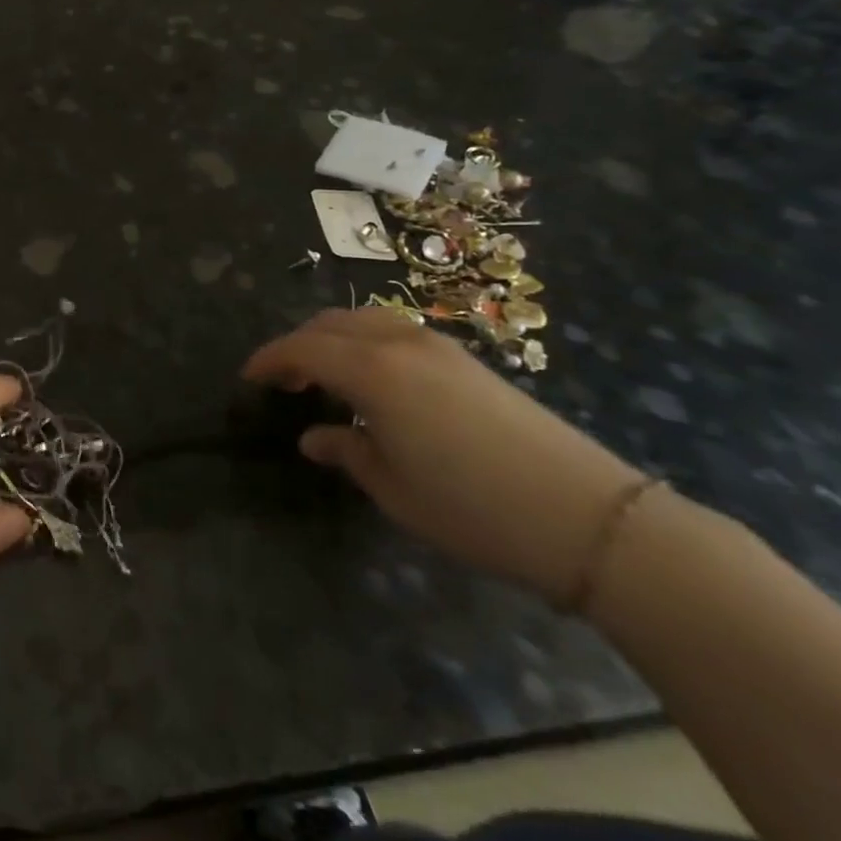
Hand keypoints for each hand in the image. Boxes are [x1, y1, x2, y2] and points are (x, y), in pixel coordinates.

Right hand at [244, 308, 643, 603]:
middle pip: (330, 324)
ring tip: (322, 374)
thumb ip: (346, 452)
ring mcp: (437, 346)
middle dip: (297, 344)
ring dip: (332, 338)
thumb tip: (314, 437)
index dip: (268, 360)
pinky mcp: (467, 360)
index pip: (301, 349)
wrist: (592, 520)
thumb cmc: (473, 508)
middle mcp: (399, 343)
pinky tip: (371, 379)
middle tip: (282, 379)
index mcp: (371, 370)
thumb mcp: (393, 488)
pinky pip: (394, 331)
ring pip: (364, 320)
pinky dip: (365, 342)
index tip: (248, 378)